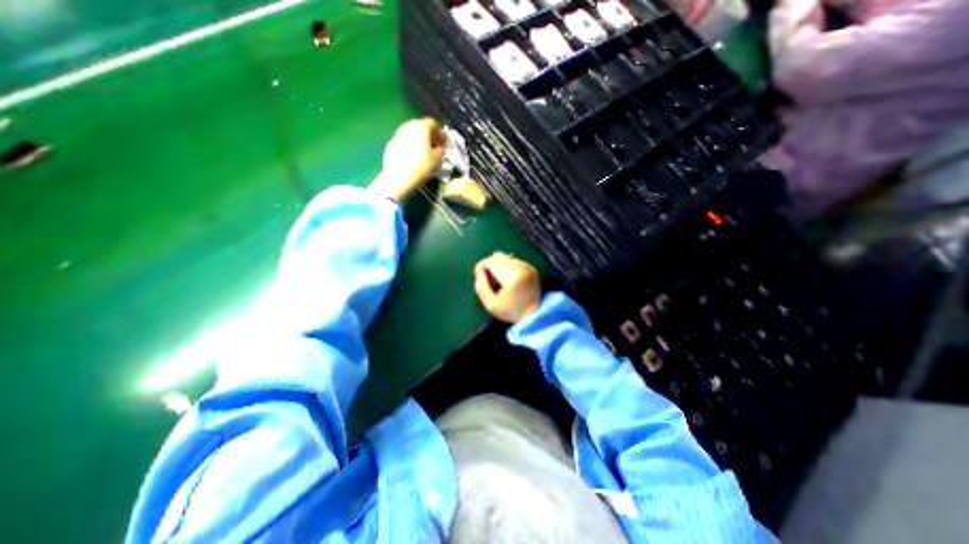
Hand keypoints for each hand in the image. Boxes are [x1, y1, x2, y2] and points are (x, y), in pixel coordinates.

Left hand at [369, 117, 448, 200]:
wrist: (397, 178)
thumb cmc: (419, 167)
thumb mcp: (436, 159)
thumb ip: (441, 150)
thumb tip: (441, 147)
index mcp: (420, 127)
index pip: (433, 123)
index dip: (440, 132)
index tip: (443, 142)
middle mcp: (408, 126)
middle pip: (421, 126)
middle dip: (429, 135)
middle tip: (435, 146)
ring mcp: (397, 134)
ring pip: (411, 133)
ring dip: (419, 140)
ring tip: (424, 152)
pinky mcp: (391, 144)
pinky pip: (404, 141)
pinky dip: (410, 145)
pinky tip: (413, 158)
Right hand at [474, 250, 541, 323]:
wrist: (534, 316)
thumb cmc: (511, 312)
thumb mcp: (491, 305)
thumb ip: (481, 287)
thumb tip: (479, 273)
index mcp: (512, 276)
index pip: (490, 261)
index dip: (480, 267)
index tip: (478, 277)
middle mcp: (521, 267)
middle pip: (497, 256)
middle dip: (488, 266)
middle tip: (487, 280)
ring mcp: (527, 266)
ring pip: (505, 258)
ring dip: (498, 266)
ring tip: (498, 282)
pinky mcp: (531, 268)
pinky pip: (513, 261)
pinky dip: (507, 268)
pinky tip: (507, 281)